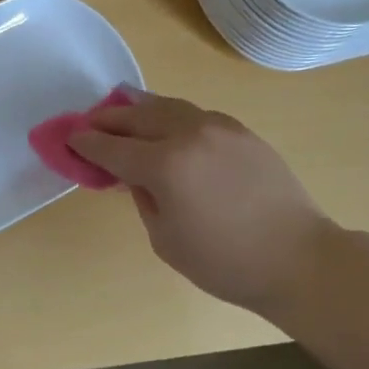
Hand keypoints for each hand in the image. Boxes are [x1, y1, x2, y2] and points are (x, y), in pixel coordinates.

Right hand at [67, 88, 340, 312]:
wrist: (300, 259)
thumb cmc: (226, 262)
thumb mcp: (166, 239)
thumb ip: (143, 197)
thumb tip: (135, 174)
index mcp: (164, 166)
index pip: (112, 148)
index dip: (86, 143)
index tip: (69, 139)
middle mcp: (187, 135)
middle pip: (135, 117)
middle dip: (107, 119)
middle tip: (89, 122)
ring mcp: (217, 127)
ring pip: (165, 106)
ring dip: (137, 108)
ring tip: (121, 107)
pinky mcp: (240, 130)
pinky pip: (193, 113)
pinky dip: (170, 114)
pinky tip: (165, 121)